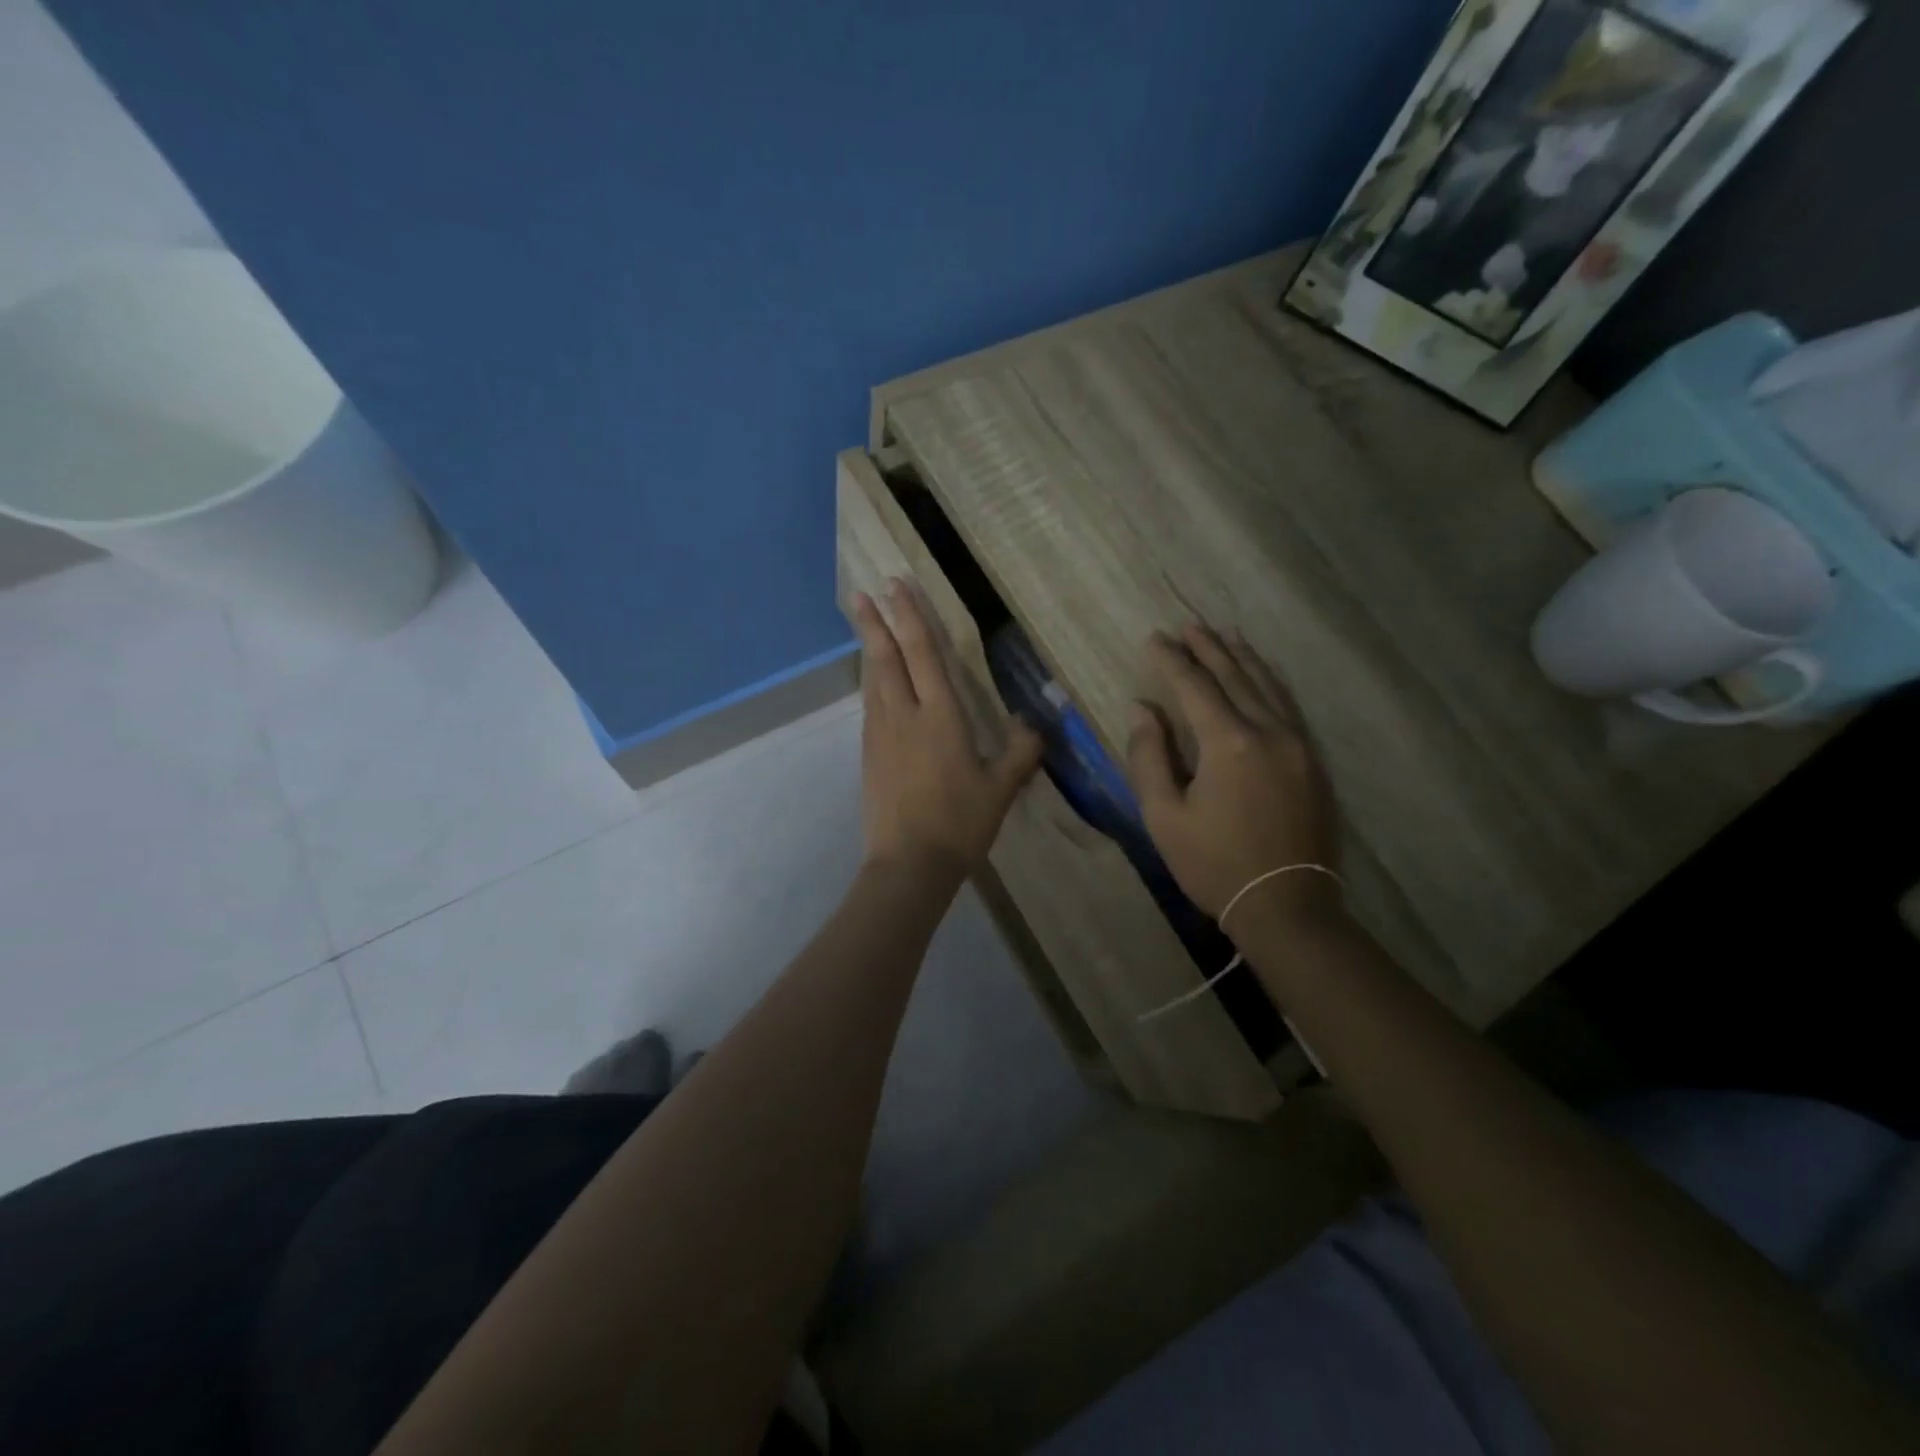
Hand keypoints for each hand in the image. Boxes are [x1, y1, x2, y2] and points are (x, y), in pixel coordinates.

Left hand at [853, 580, 1043, 880]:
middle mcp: (905, 716)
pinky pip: (870, 705)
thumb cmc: (959, 824)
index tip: (895, 586)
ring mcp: (881, 734)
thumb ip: (1020, 752)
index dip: (910, 617)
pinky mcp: (869, 754)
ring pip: (873, 680)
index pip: (924, 655)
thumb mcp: (1001, 789)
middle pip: (887, 659)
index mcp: (941, 717)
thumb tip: (1034, 722)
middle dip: (876, 622)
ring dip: (869, 648)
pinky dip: (871, 681)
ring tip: (865, 623)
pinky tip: (873, 680)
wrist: (909, 864)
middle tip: (862, 592)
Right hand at [1126, 625, 1340, 927]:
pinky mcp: (1313, 762)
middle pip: (1235, 676)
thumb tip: (1142, 708)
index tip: (1154, 638)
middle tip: (1187, 626)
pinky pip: (1288, 706)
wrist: (1285, 905)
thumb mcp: (1164, 815)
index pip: (1195, 687)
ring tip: (1224, 636)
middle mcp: (1268, 731)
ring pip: (1268, 686)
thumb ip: (1149, 755)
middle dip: (1208, 648)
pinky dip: (1268, 683)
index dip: (1171, 661)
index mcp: (1228, 743)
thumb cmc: (1213, 863)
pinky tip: (1260, 677)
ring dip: (1242, 658)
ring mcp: (1298, 745)